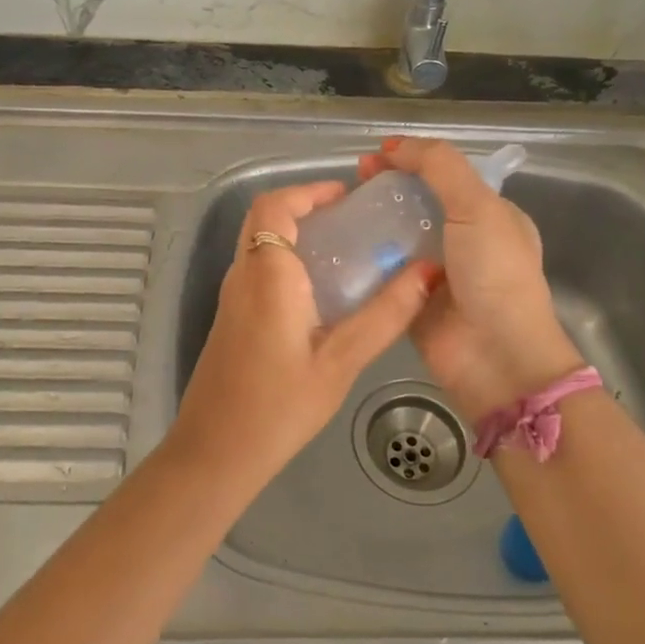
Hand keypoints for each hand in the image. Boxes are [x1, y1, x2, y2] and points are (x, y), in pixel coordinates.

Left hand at [166, 179, 435, 488]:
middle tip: (350, 219)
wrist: (215, 453)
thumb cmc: (280, 406)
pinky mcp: (230, 318)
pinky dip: (285, 258)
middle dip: (304, 206)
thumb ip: (385, 314)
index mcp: (267, 274)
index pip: (275, 206)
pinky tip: (320, 290)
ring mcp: (231, 298)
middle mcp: (242, 276)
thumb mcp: (341, 361)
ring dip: (294, 232)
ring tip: (343, 248)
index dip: (308, 190)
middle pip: (264, 218)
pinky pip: (257, 269)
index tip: (346, 195)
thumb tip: (429, 272)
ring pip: (258, 243)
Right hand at [358, 138, 583, 417]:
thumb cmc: (495, 276)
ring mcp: (437, 272)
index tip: (374, 157)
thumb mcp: (479, 207)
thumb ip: (440, 167)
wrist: (497, 358)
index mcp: (490, 214)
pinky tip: (338, 246)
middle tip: (352, 182)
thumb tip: (393, 146)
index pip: (445, 174)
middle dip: (386, 188)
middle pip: (417, 203)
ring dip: (371, 222)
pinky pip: (384, 272)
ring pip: (397, 236)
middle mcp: (464, 240)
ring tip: (338, 210)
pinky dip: (365, 259)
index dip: (411, 159)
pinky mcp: (412, 300)